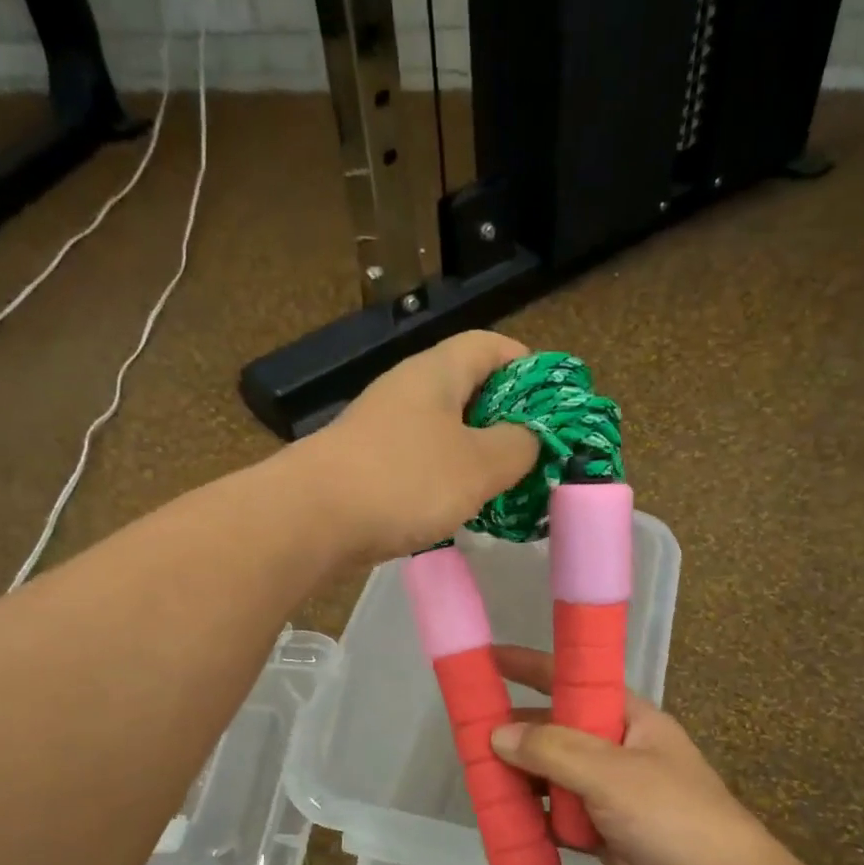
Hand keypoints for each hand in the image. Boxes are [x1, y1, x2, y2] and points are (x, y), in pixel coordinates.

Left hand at [296, 331, 541, 561]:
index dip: (529, 366)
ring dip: (477, 454)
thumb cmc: (404, 481)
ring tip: (505, 487)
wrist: (310, 519)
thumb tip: (528, 438)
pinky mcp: (368, 466)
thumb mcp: (479, 464)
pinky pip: (421, 463)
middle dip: (507, 418)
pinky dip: (446, 479)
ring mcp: (383, 429)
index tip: (553, 405)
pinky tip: (459, 508)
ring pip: (445, 431)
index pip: (491, 345)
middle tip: (535, 454)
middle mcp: (407, 391)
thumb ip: (518, 446)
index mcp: (436, 372)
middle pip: (468, 389)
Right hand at [488, 646, 798, 864]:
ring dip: (519, 779)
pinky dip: (532, 818)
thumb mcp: (612, 774)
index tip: (488, 660)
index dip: (532, 667)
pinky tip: (503, 820)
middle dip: (516, 733)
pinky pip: (556, 817)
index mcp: (629, 718)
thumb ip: (553, 750)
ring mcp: (609, 793)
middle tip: (466, 735)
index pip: (574, 679)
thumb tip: (497, 735)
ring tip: (476, 779)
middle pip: (555, 730)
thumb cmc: (674, 818)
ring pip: (552, 776)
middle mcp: (617, 749)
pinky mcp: (602, 833)